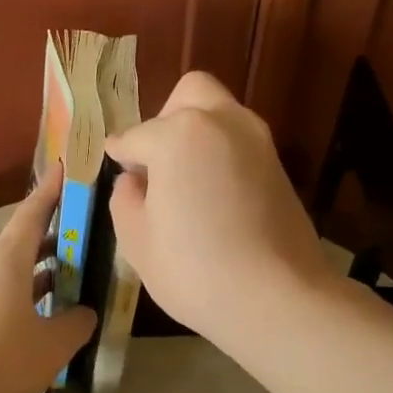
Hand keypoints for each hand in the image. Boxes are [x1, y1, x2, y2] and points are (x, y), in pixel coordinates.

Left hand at [0, 164, 96, 392]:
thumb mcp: (51, 347)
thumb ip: (75, 325)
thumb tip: (83, 313)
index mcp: (6, 261)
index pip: (32, 213)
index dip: (51, 190)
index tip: (63, 166)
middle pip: (20, 246)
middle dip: (51, 243)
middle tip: (81, 243)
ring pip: (5, 276)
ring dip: (34, 278)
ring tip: (63, 289)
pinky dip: (15, 302)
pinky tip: (30, 328)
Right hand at [107, 72, 329, 342]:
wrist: (277, 298)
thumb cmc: (193, 269)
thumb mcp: (136, 238)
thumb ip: (126, 197)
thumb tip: (135, 180)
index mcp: (178, 134)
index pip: (135, 136)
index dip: (119, 154)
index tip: (114, 165)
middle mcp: (221, 122)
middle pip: (189, 94)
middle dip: (167, 118)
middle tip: (157, 162)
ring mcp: (257, 141)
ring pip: (220, 114)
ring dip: (197, 135)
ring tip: (184, 182)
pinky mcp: (279, 166)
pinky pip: (239, 143)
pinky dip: (221, 155)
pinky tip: (212, 197)